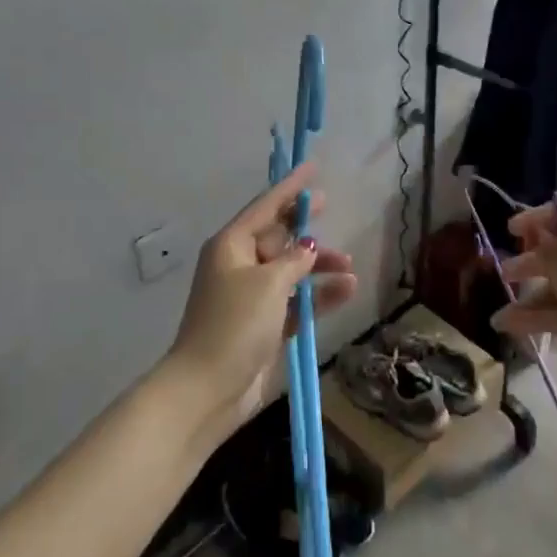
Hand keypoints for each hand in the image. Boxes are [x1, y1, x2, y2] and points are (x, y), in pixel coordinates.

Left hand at [166, 161, 357, 445]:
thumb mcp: (269, 283)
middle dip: (304, 226)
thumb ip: (293, 260)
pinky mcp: (264, 325)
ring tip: (348, 266)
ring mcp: (251, 297)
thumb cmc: (234, 324)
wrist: (208, 389)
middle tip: (329, 206)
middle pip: (277, 236)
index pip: (265, 206)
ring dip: (318, 266)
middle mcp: (239, 265)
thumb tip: (306, 248)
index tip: (313, 167)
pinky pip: (296, 300)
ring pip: (290, 269)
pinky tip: (346, 291)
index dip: (290, 187)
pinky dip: (318, 295)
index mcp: (231, 246)